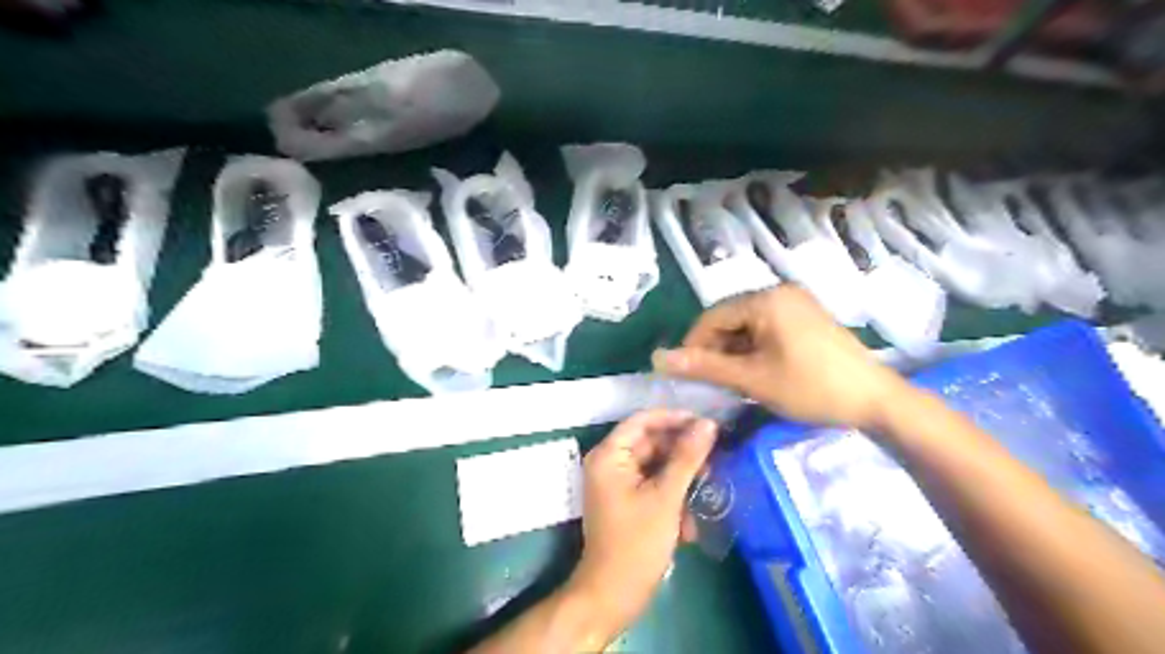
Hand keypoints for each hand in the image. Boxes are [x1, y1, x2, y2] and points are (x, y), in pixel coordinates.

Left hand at [566, 413, 720, 641]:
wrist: (613, 595)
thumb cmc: (636, 543)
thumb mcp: (666, 497)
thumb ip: (687, 457)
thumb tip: (708, 424)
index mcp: (609, 455)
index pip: (643, 420)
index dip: (675, 419)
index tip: (707, 424)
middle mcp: (609, 463)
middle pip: (651, 443)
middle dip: (682, 454)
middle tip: (715, 461)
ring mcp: (617, 483)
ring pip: (656, 466)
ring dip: (681, 480)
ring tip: (707, 493)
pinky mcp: (627, 501)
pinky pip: (653, 486)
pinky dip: (672, 497)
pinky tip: (688, 523)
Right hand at [652, 283, 903, 429]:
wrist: (876, 401)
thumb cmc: (811, 387)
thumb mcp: (752, 378)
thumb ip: (704, 366)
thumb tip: (659, 359)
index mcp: (766, 299)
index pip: (712, 316)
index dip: (693, 345)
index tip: (687, 374)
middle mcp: (781, 292)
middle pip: (730, 318)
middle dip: (716, 349)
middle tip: (712, 381)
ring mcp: (797, 303)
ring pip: (748, 324)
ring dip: (735, 350)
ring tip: (734, 380)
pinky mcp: (808, 317)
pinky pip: (768, 327)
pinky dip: (755, 348)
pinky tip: (757, 371)